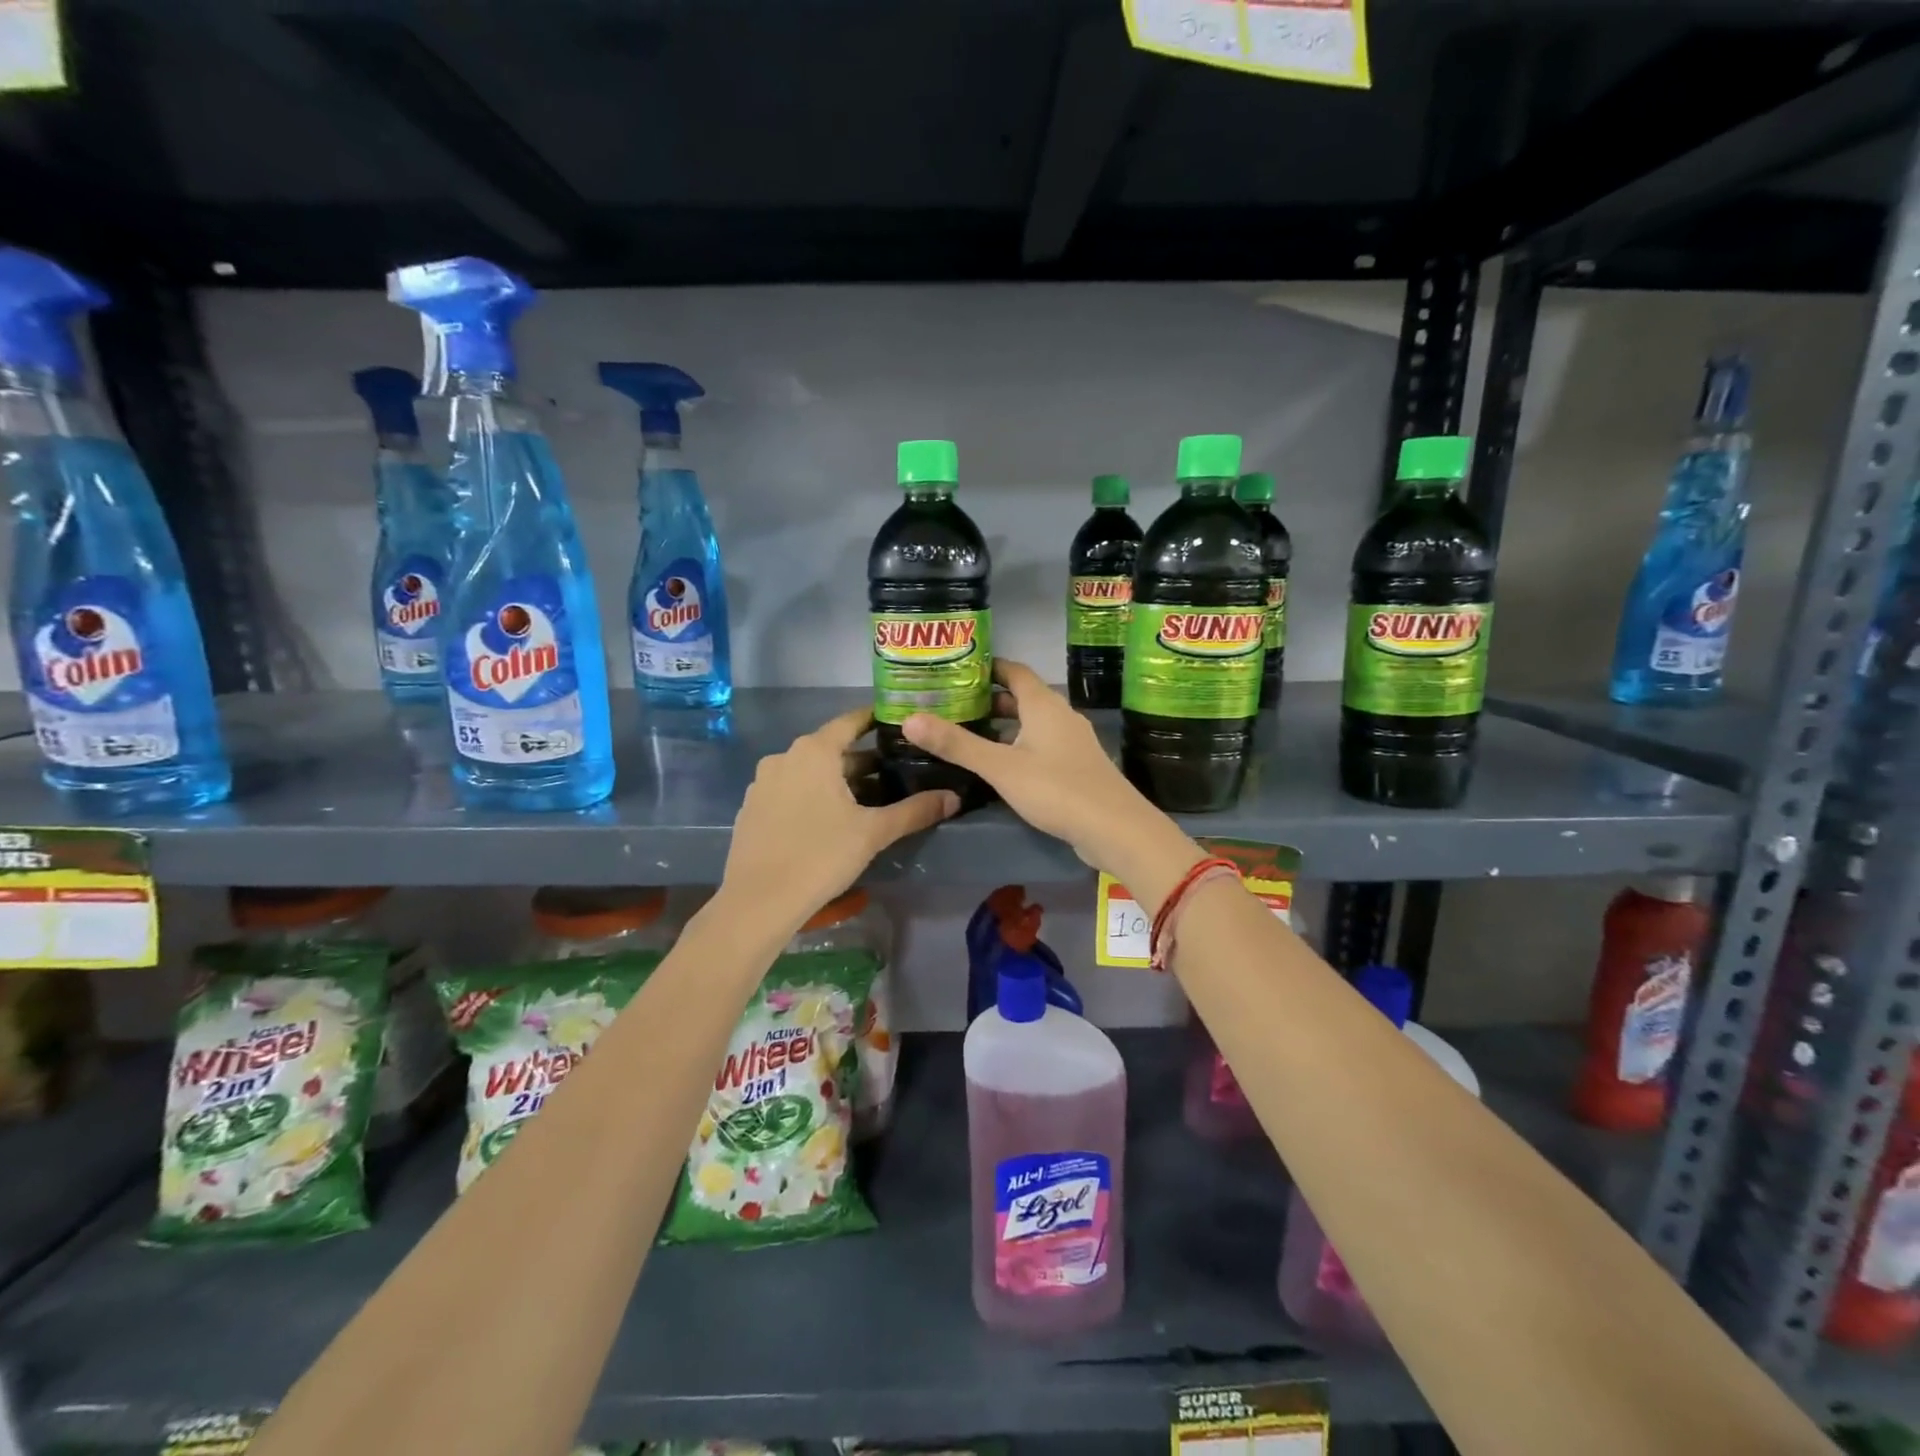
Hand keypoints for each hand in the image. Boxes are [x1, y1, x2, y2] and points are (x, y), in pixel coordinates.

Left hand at [722, 706, 958, 932]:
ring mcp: (763, 783)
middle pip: (832, 750)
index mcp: (814, 751)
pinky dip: (813, 796)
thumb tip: (953, 798)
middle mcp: (784, 757)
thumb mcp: (874, 832)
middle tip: (896, 773)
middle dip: (863, 761)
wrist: (759, 901)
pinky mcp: (753, 808)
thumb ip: (915, 811)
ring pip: (810, 772)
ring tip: (869, 801)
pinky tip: (831, 821)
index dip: (876, 720)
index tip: (900, 724)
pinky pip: (790, 791)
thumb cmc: (821, 856)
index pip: (851, 722)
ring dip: (838, 781)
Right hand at [901, 660, 1202, 907]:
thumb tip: (909, 719)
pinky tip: (1003, 767)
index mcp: (1044, 705)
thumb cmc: (1056, 789)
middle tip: (955, 705)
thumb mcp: (1000, 767)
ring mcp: (1073, 742)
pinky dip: (1020, 746)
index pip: (1014, 671)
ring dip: (1006, 725)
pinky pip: (1043, 745)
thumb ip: (957, 744)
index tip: (958, 670)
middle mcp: (1061, 716)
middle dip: (991, 699)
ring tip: (972, 734)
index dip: (988, 667)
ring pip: (1033, 724)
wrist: (1115, 828)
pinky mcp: (1078, 767)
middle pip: (1023, 698)